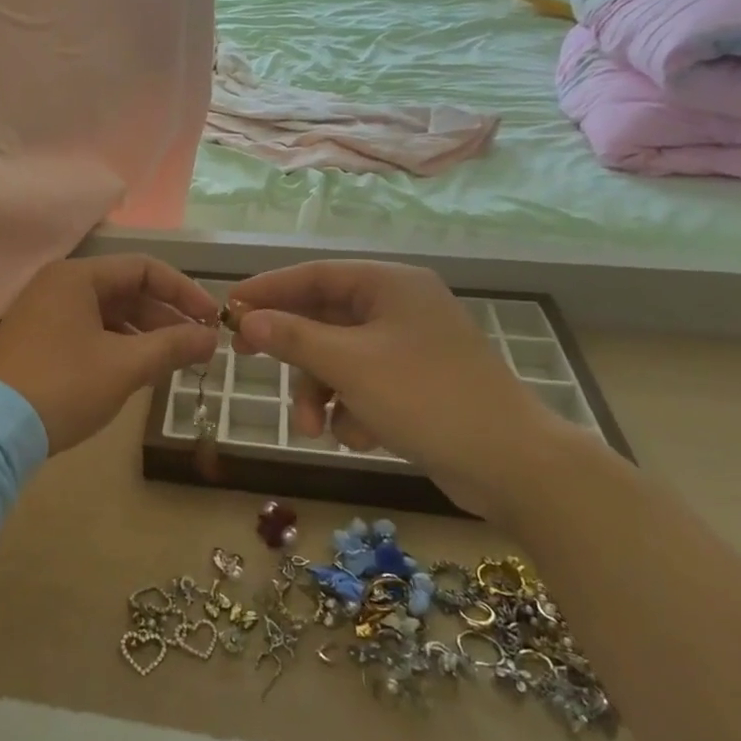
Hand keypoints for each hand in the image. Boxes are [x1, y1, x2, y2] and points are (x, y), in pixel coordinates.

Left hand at [0, 255, 219, 454]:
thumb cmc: (63, 387)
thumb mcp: (125, 366)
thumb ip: (172, 346)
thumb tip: (211, 338)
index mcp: (77, 277)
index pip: (144, 268)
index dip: (184, 291)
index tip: (212, 319)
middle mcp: (58, 286)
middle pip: (125, 291)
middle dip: (165, 317)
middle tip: (198, 346)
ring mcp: (43, 314)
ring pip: (107, 314)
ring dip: (144, 334)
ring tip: (174, 361)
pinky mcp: (36, 341)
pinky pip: (88, 332)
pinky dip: (117, 346)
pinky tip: (138, 370)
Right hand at [229, 260, 585, 521]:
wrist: (511, 464)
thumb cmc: (425, 397)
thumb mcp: (349, 365)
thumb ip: (292, 338)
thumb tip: (247, 320)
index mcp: (390, 285)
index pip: (314, 275)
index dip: (268, 290)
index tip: (229, 307)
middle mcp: (400, 308)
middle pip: (324, 320)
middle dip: (296, 357)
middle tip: (249, 363)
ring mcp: (411, 347)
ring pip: (340, 359)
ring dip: (320, 393)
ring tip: (315, 429)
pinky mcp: (418, 384)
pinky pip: (364, 385)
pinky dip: (351, 408)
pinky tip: (359, 437)